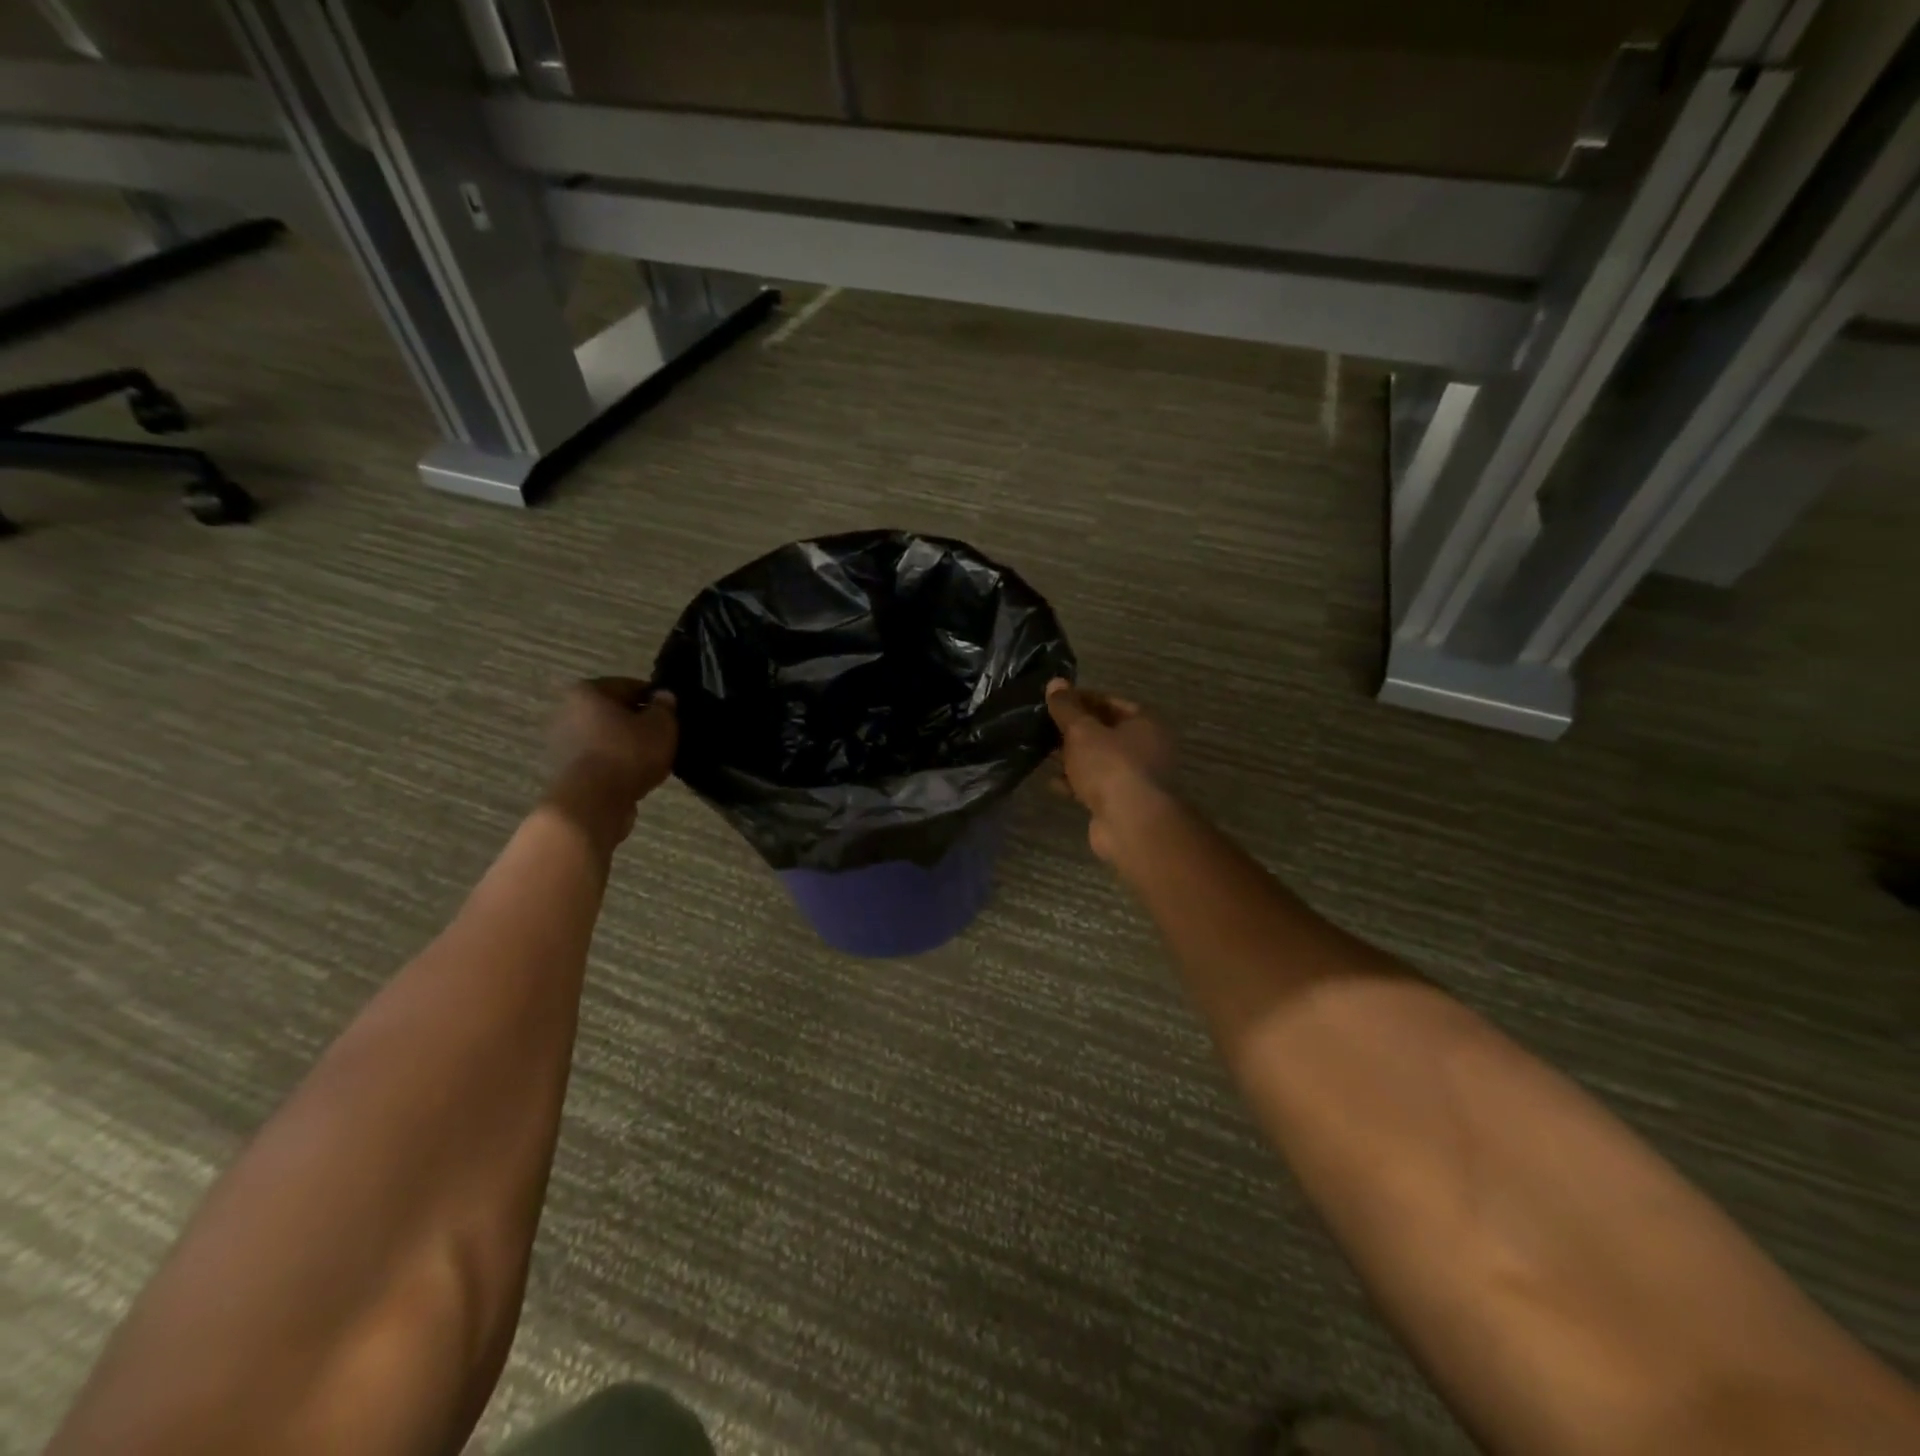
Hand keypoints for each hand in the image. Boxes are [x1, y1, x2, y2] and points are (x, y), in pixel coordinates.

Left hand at [542, 678, 677, 848]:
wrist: (593, 802)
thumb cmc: (628, 753)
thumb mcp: (661, 725)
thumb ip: (665, 707)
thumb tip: (663, 697)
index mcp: (588, 691)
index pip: (630, 686)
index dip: (655, 699)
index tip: (672, 714)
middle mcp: (567, 711)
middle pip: (614, 713)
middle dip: (637, 723)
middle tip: (663, 737)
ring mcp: (562, 743)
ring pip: (606, 738)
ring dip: (626, 746)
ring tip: (652, 760)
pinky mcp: (565, 771)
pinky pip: (599, 761)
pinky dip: (616, 765)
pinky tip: (635, 776)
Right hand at [1046, 678, 1175, 861]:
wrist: (1129, 823)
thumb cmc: (1110, 765)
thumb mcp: (1082, 731)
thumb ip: (1066, 708)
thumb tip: (1055, 682)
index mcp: (1145, 723)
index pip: (1111, 702)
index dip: (1082, 699)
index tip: (1055, 701)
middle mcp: (1146, 748)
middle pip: (1105, 732)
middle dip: (1075, 730)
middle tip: (1044, 726)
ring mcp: (1135, 777)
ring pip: (1098, 760)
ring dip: (1073, 757)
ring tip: (1043, 752)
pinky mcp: (1121, 802)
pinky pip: (1095, 785)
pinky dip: (1075, 782)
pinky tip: (1052, 782)